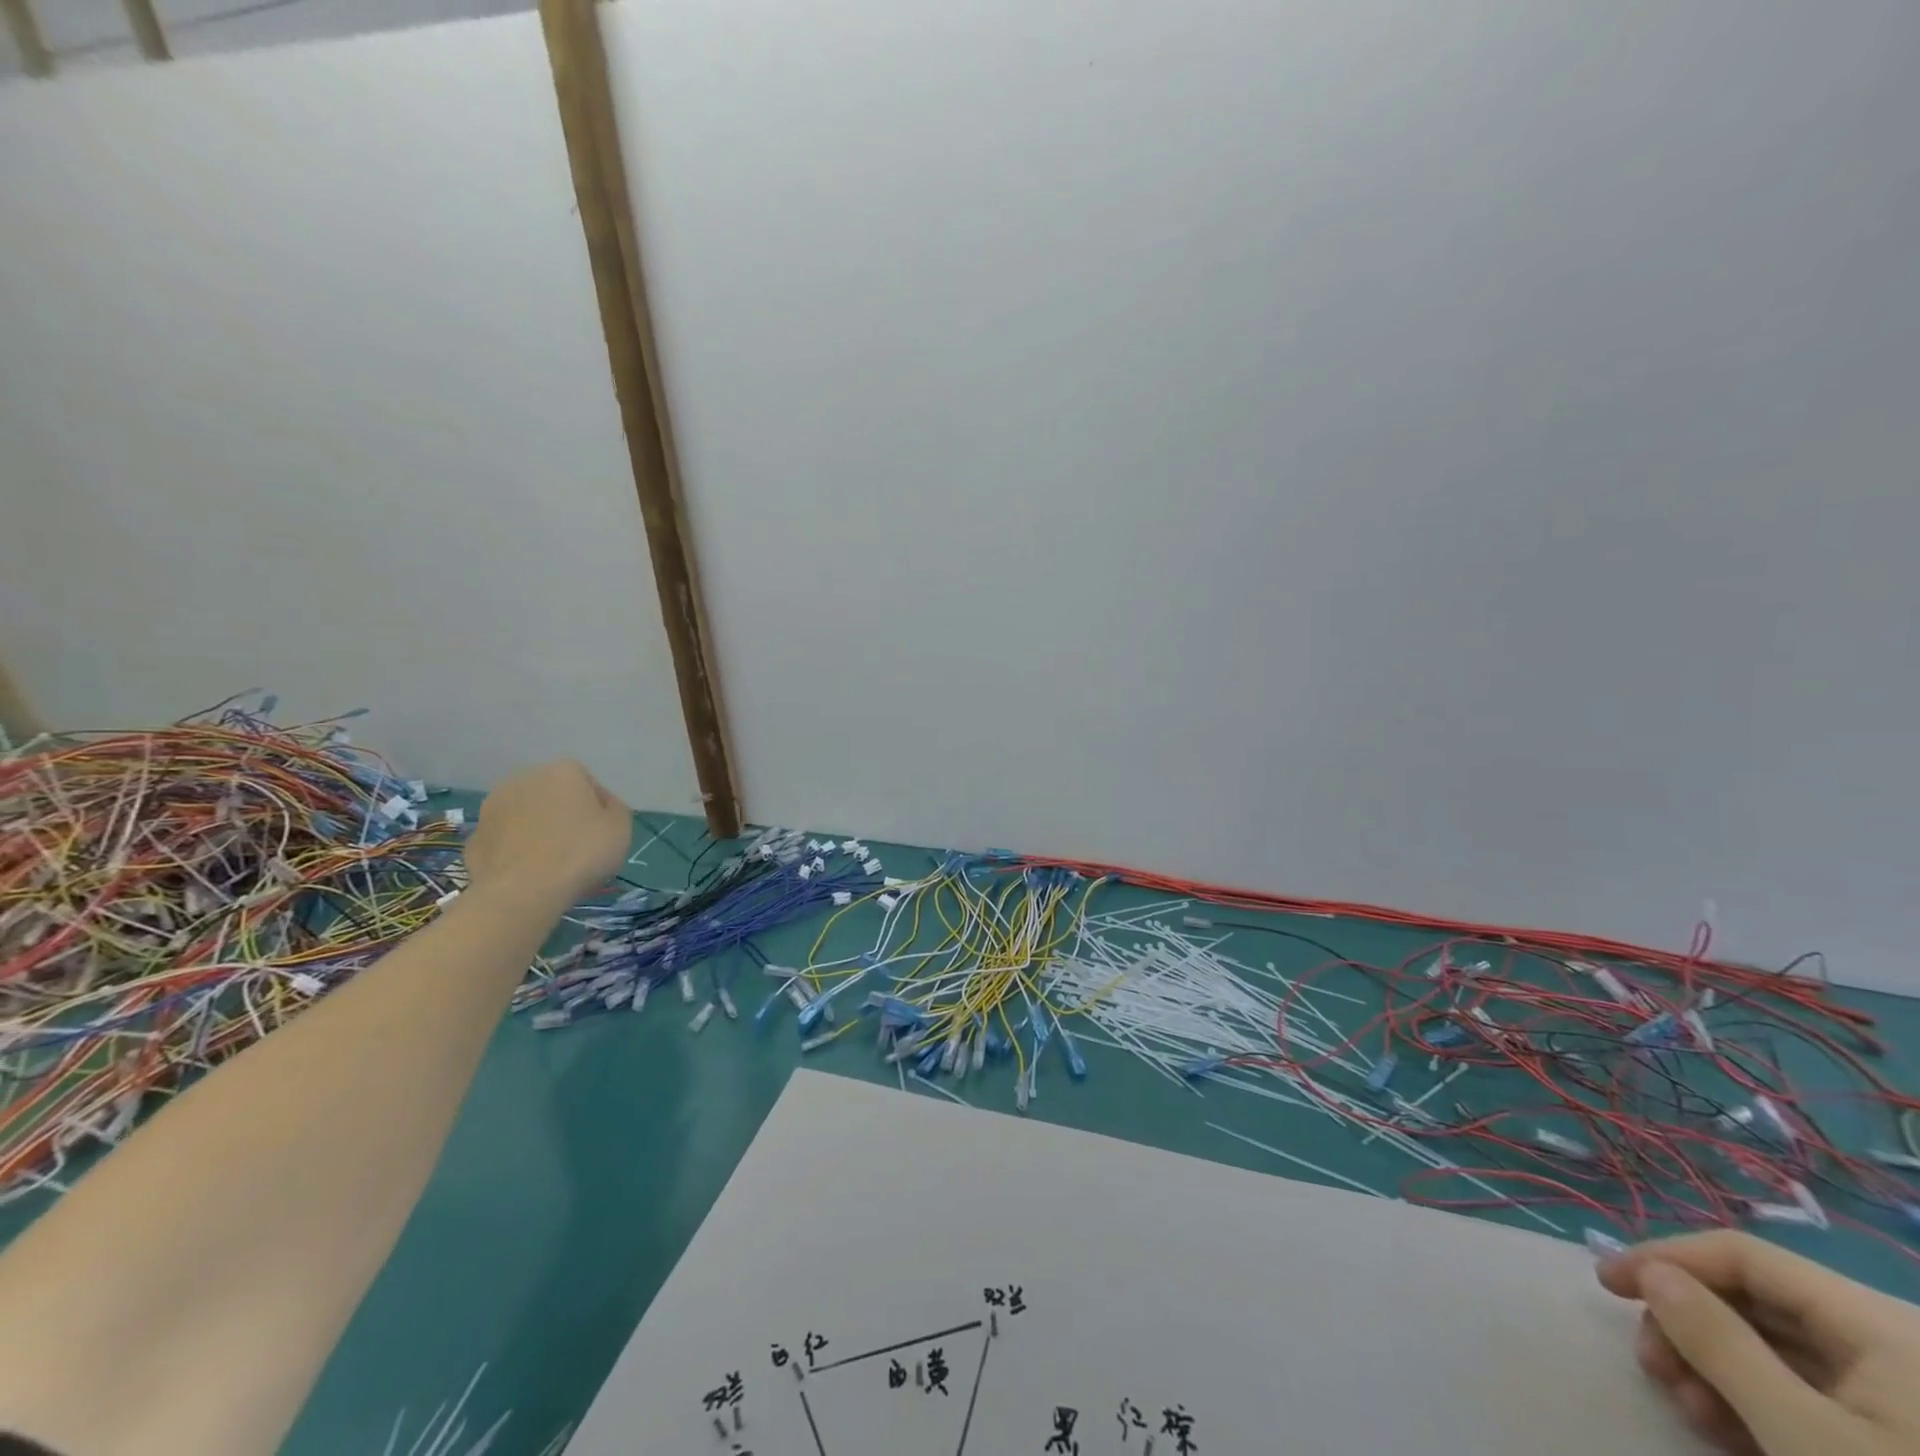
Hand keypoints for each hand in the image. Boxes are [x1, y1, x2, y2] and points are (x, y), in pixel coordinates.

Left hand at [463, 760, 631, 909]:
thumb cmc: (581, 853)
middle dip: (563, 815)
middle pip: (552, 796)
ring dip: (536, 831)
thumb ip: (614, 808)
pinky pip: (504, 841)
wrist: (523, 892)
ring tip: (551, 864)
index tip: (603, 832)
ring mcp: (492, 808)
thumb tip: (601, 806)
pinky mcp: (474, 839)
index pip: (587, 783)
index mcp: (563, 772)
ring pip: (525, 816)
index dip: (597, 808)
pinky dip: (514, 852)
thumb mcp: (621, 827)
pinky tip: (527, 874)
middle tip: (578, 847)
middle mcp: (524, 779)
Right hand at [1597, 1230, 1919, 1454]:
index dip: (1665, 1258)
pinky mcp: (1906, 1434)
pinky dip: (1758, 1400)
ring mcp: (1909, 1394)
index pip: (1742, 1254)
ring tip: (1685, 1407)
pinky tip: (1727, 1429)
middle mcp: (1896, 1343)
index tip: (1605, 1283)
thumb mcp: (1807, 1438)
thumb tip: (1651, 1274)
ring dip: (1715, 1367)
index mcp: (1883, 1325)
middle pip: (1757, 1301)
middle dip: (1689, 1326)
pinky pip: (1813, 1392)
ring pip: (1779, 1349)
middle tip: (1649, 1365)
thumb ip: (1719, 1344)